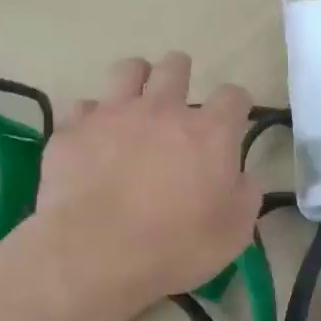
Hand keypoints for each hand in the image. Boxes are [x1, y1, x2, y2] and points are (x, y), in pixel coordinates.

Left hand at [34, 53, 261, 313]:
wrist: (95, 253)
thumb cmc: (175, 246)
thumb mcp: (233, 233)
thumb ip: (246, 195)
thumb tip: (245, 177)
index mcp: (210, 132)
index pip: (234, 96)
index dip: (236, 105)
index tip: (233, 121)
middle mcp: (163, 109)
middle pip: (176, 67)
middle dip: (181, 76)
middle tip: (178, 102)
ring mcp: (114, 114)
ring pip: (128, 69)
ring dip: (136, 79)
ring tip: (135, 102)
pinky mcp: (74, 129)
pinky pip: (83, 107)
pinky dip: (92, 118)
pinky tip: (93, 138)